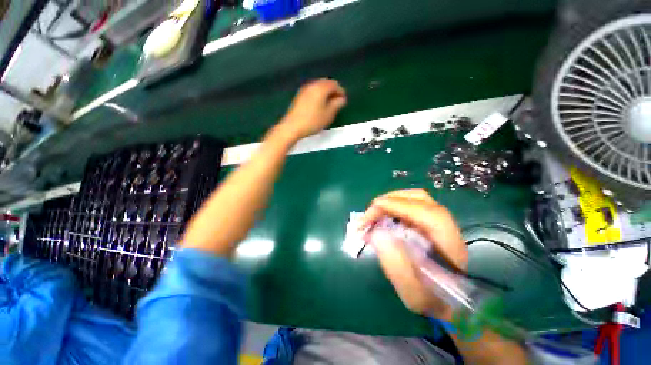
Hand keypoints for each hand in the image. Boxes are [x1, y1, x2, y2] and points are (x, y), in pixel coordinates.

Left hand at [279, 79, 346, 139]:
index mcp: (321, 88)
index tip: (344, 101)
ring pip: (319, 87)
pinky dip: (319, 95)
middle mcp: (312, 85)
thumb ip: (337, 104)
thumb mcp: (328, 114)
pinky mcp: (300, 96)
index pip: (335, 84)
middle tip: (337, 102)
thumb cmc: (313, 121)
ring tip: (329, 105)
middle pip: (326, 83)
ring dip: (326, 93)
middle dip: (333, 91)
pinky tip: (319, 105)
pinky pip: (313, 91)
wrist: (293, 127)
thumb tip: (342, 99)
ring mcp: (305, 89)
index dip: (341, 92)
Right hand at [360, 189, 467, 318]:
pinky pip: (410, 204)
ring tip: (374, 214)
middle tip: (369, 215)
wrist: (448, 300)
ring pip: (415, 198)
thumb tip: (376, 233)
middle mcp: (446, 226)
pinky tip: (383, 217)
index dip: (397, 206)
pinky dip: (393, 206)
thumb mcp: (412, 293)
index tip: (372, 211)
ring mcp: (438, 220)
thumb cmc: (431, 299)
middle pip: (420, 198)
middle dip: (389, 201)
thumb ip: (395, 265)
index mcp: (449, 244)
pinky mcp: (428, 221)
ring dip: (390, 201)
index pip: (426, 213)